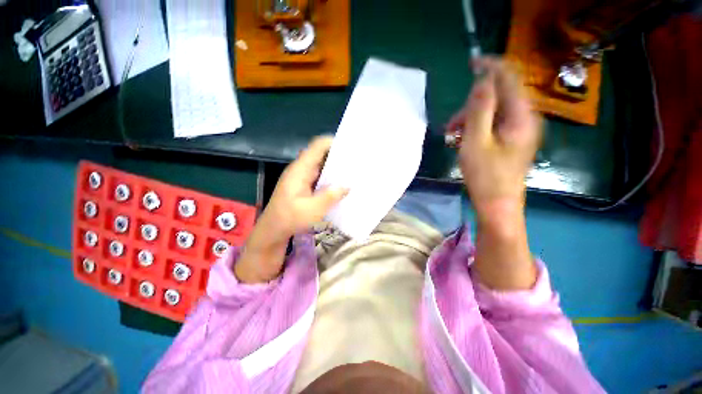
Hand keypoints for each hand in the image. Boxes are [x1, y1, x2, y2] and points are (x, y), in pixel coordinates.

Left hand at [235, 136, 347, 282]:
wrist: (273, 230)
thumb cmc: (289, 218)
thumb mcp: (312, 209)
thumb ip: (330, 196)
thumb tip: (347, 185)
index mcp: (300, 169)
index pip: (317, 146)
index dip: (334, 142)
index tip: (351, 148)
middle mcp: (301, 169)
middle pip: (321, 154)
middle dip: (339, 156)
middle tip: (357, 161)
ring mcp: (303, 177)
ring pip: (322, 165)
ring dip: (336, 168)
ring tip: (354, 172)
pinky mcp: (305, 185)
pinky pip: (320, 176)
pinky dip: (331, 178)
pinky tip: (342, 185)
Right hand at [447, 57, 540, 230]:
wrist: (498, 204)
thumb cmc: (485, 176)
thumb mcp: (476, 142)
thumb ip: (479, 110)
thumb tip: (482, 81)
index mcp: (520, 116)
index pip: (509, 78)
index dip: (491, 66)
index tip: (471, 63)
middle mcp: (525, 118)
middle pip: (499, 95)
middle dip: (472, 105)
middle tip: (452, 125)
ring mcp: (519, 129)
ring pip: (493, 110)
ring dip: (471, 118)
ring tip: (453, 135)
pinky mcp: (512, 139)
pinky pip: (494, 123)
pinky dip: (477, 127)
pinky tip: (463, 139)